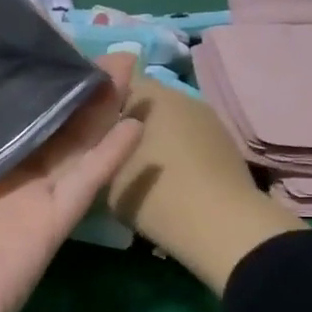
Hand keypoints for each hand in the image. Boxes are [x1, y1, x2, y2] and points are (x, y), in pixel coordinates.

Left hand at [0, 53, 143, 311]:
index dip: (4, 72)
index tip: (17, 29)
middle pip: (37, 119)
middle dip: (60, 83)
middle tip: (80, 40)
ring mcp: (27, 198)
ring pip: (71, 142)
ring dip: (97, 106)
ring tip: (122, 62)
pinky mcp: (50, 222)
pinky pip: (86, 183)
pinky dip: (112, 155)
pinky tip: (135, 120)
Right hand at [105, 75, 306, 295]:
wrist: (222, 228)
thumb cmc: (156, 196)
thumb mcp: (106, 177)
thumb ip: (97, 150)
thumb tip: (97, 138)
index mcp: (151, 94)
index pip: (113, 83)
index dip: (97, 104)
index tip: (85, 130)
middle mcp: (182, 96)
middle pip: (144, 103)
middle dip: (126, 122)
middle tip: (107, 152)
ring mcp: (209, 119)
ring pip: (170, 123)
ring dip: (154, 139)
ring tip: (138, 169)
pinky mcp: (226, 144)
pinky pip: (189, 141)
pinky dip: (177, 155)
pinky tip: (168, 180)